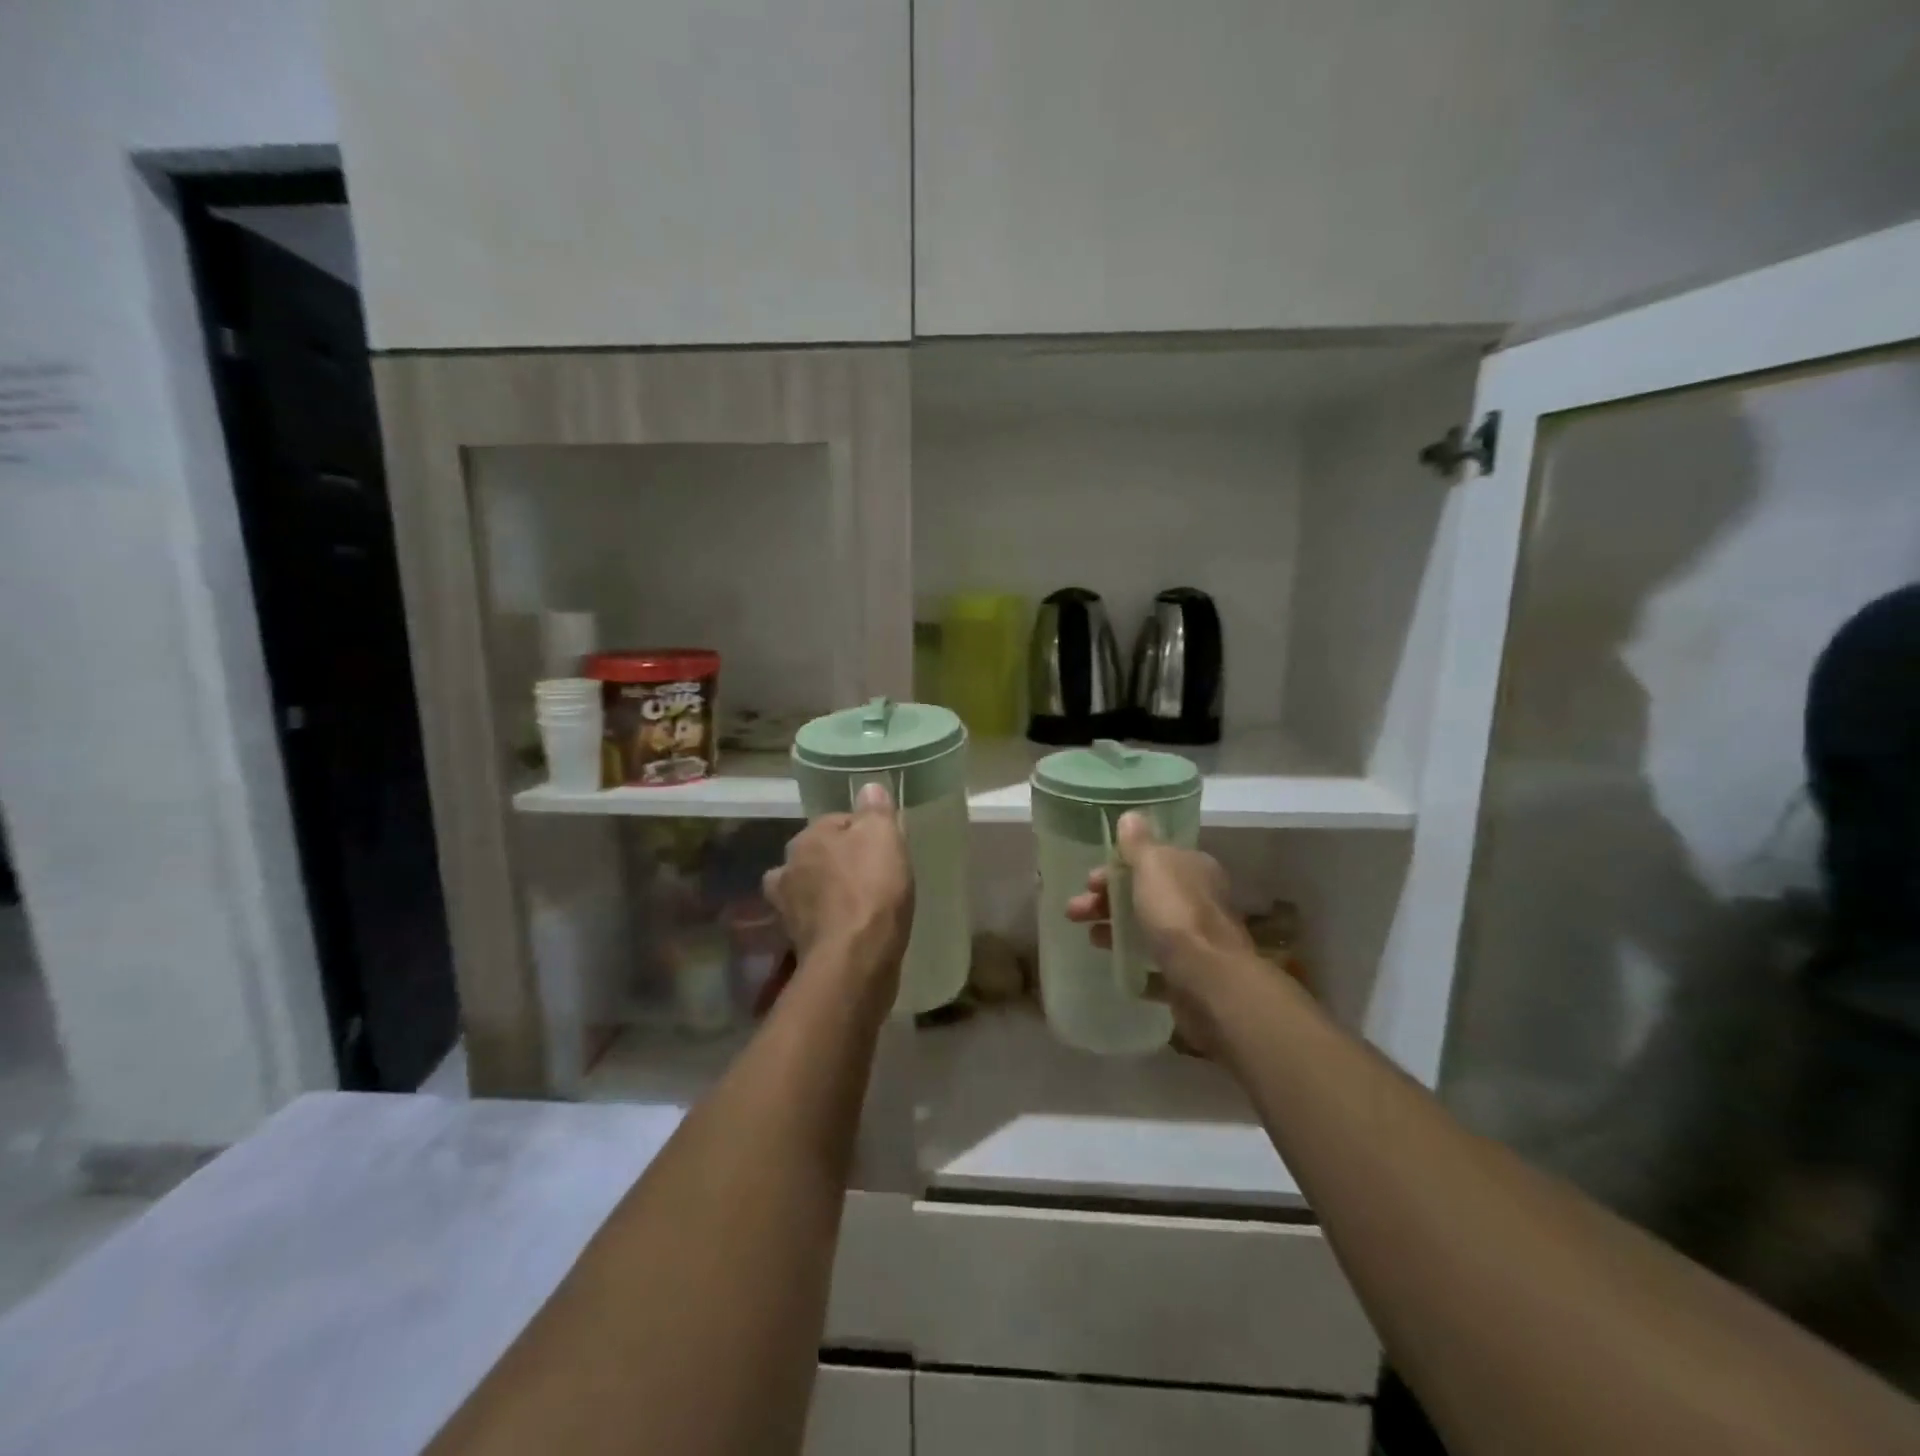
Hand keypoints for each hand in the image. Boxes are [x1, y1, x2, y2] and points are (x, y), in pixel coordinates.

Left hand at [764, 783, 913, 996]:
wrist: (855, 958)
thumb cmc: (871, 888)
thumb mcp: (883, 836)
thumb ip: (875, 809)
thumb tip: (868, 788)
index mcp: (807, 838)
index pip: (836, 822)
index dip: (862, 831)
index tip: (884, 847)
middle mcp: (787, 869)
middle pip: (817, 856)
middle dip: (838, 862)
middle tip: (872, 874)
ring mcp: (787, 909)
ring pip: (810, 890)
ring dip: (826, 894)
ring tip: (857, 904)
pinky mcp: (796, 943)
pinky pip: (816, 923)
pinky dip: (828, 924)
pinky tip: (848, 930)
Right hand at [1065, 812, 1252, 1052]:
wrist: (1208, 981)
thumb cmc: (1177, 914)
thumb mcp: (1152, 866)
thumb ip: (1139, 843)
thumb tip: (1131, 816)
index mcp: (1193, 870)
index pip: (1151, 860)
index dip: (1117, 867)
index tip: (1089, 881)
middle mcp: (1198, 901)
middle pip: (1145, 894)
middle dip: (1108, 900)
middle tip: (1075, 912)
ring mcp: (1196, 940)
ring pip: (1147, 927)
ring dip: (1115, 929)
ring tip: (1090, 939)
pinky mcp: (1189, 974)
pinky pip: (1157, 964)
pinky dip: (1137, 962)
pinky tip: (1116, 964)